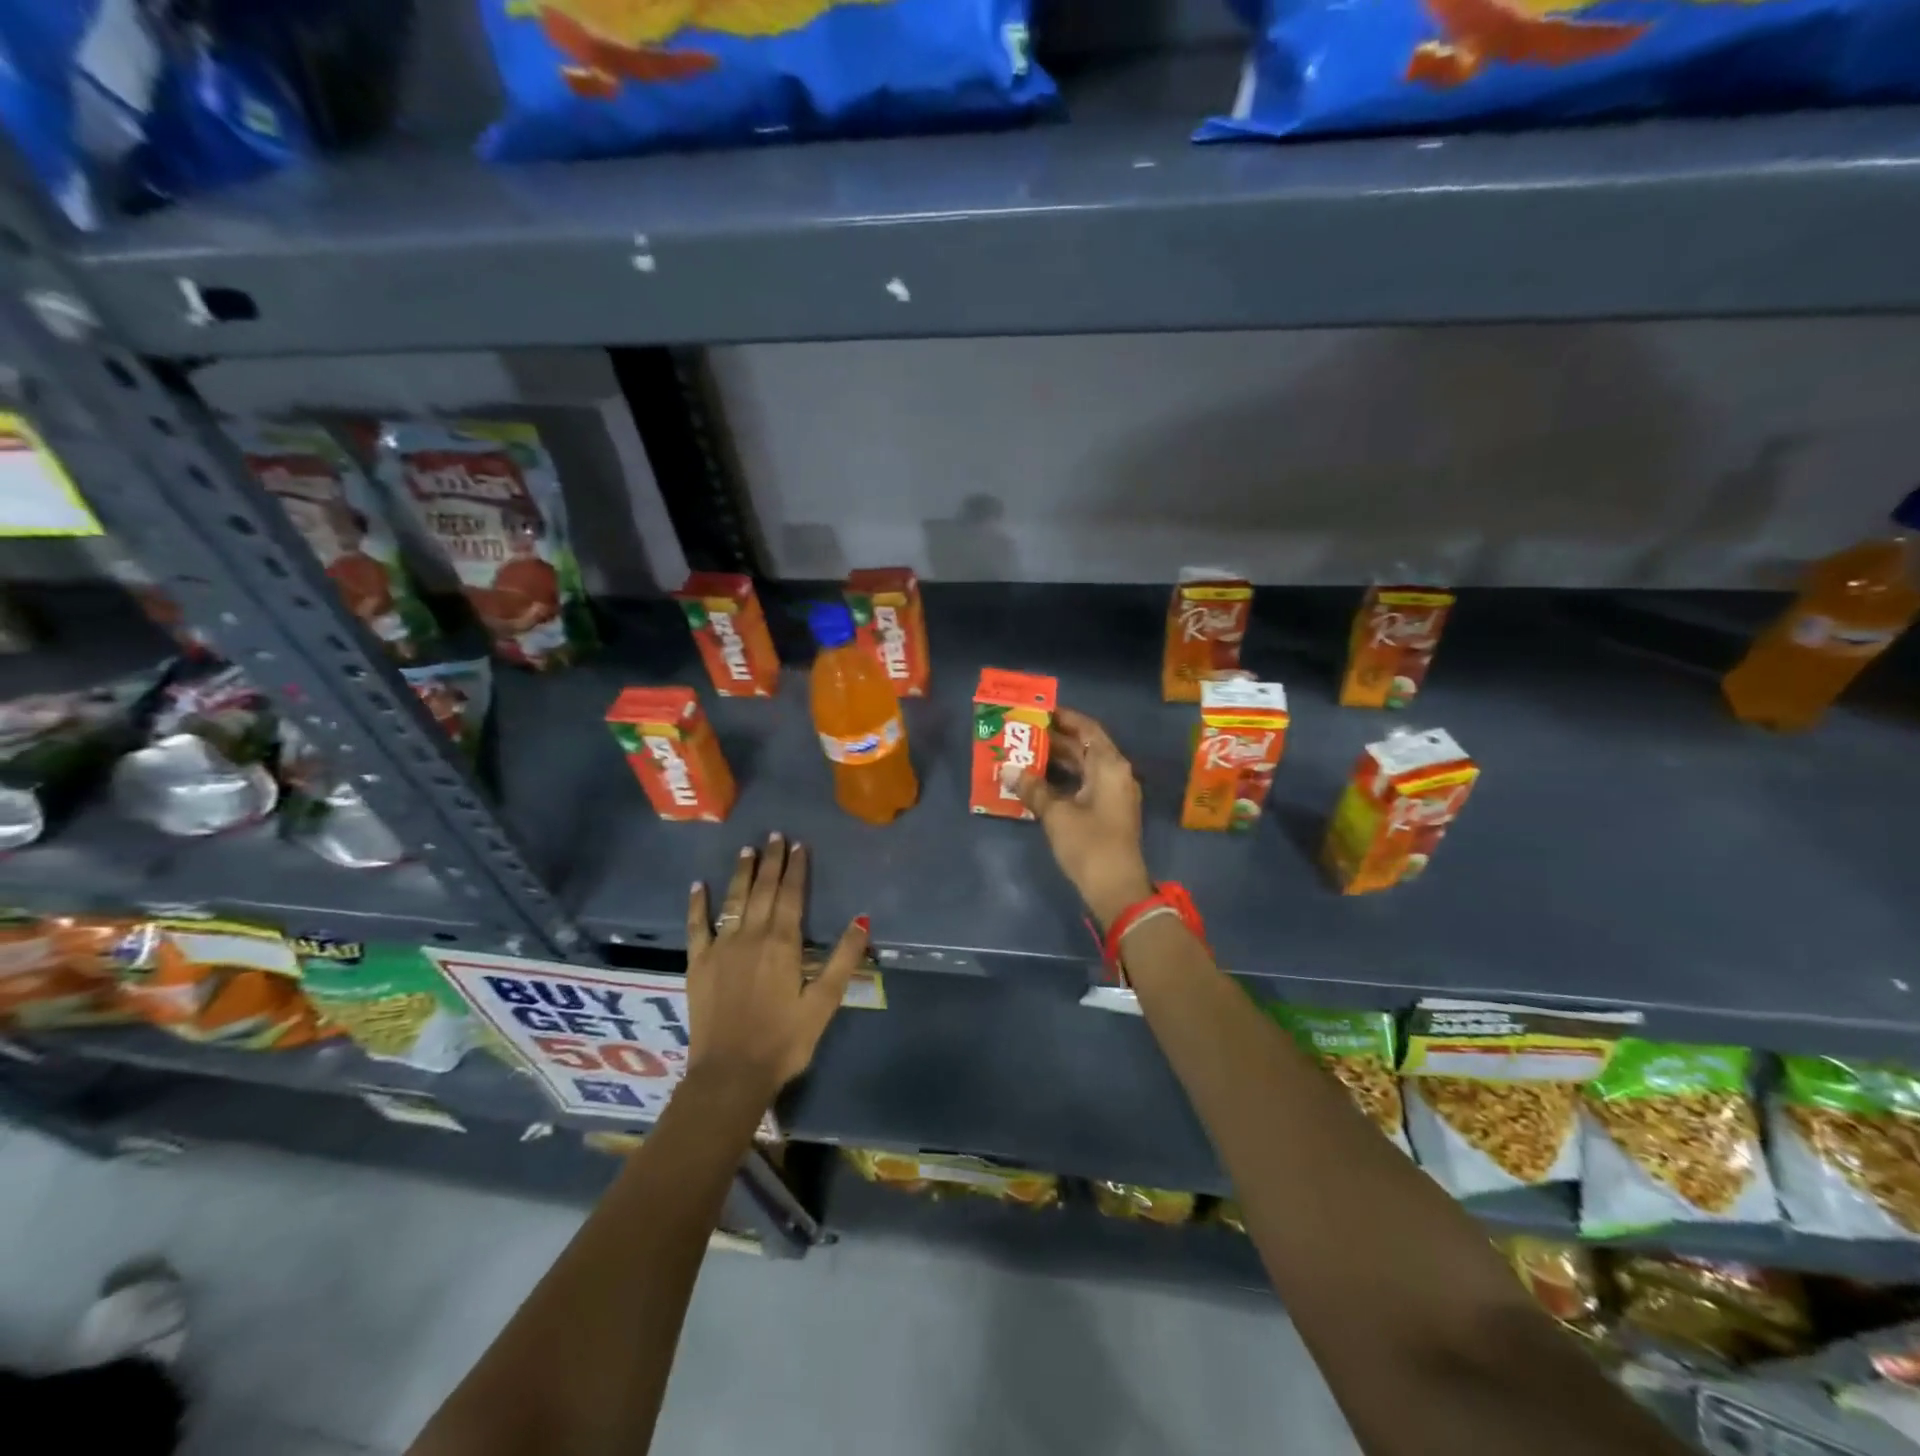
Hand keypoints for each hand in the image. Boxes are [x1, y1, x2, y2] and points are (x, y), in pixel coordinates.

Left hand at [685, 834, 868, 1103]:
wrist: (730, 1075)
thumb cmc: (784, 1041)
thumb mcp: (823, 1003)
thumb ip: (843, 959)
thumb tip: (862, 919)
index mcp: (783, 944)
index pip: (791, 895)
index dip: (796, 868)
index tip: (799, 845)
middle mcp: (751, 936)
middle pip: (763, 890)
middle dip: (771, 861)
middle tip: (775, 836)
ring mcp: (721, 948)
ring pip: (733, 900)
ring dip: (742, 873)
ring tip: (748, 849)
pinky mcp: (698, 964)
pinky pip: (696, 926)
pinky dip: (697, 904)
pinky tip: (698, 885)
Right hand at [1004, 706, 1153, 928]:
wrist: (1117, 889)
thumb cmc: (1089, 844)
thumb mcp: (1056, 814)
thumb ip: (1033, 788)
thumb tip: (1008, 769)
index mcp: (1110, 765)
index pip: (1087, 728)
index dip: (1064, 718)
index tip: (1039, 711)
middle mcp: (1116, 774)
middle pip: (1085, 747)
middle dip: (1055, 740)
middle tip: (1023, 733)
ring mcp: (1114, 795)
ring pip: (1084, 768)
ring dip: (1057, 761)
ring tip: (1025, 754)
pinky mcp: (1108, 813)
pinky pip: (1084, 785)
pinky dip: (1063, 780)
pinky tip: (1038, 783)